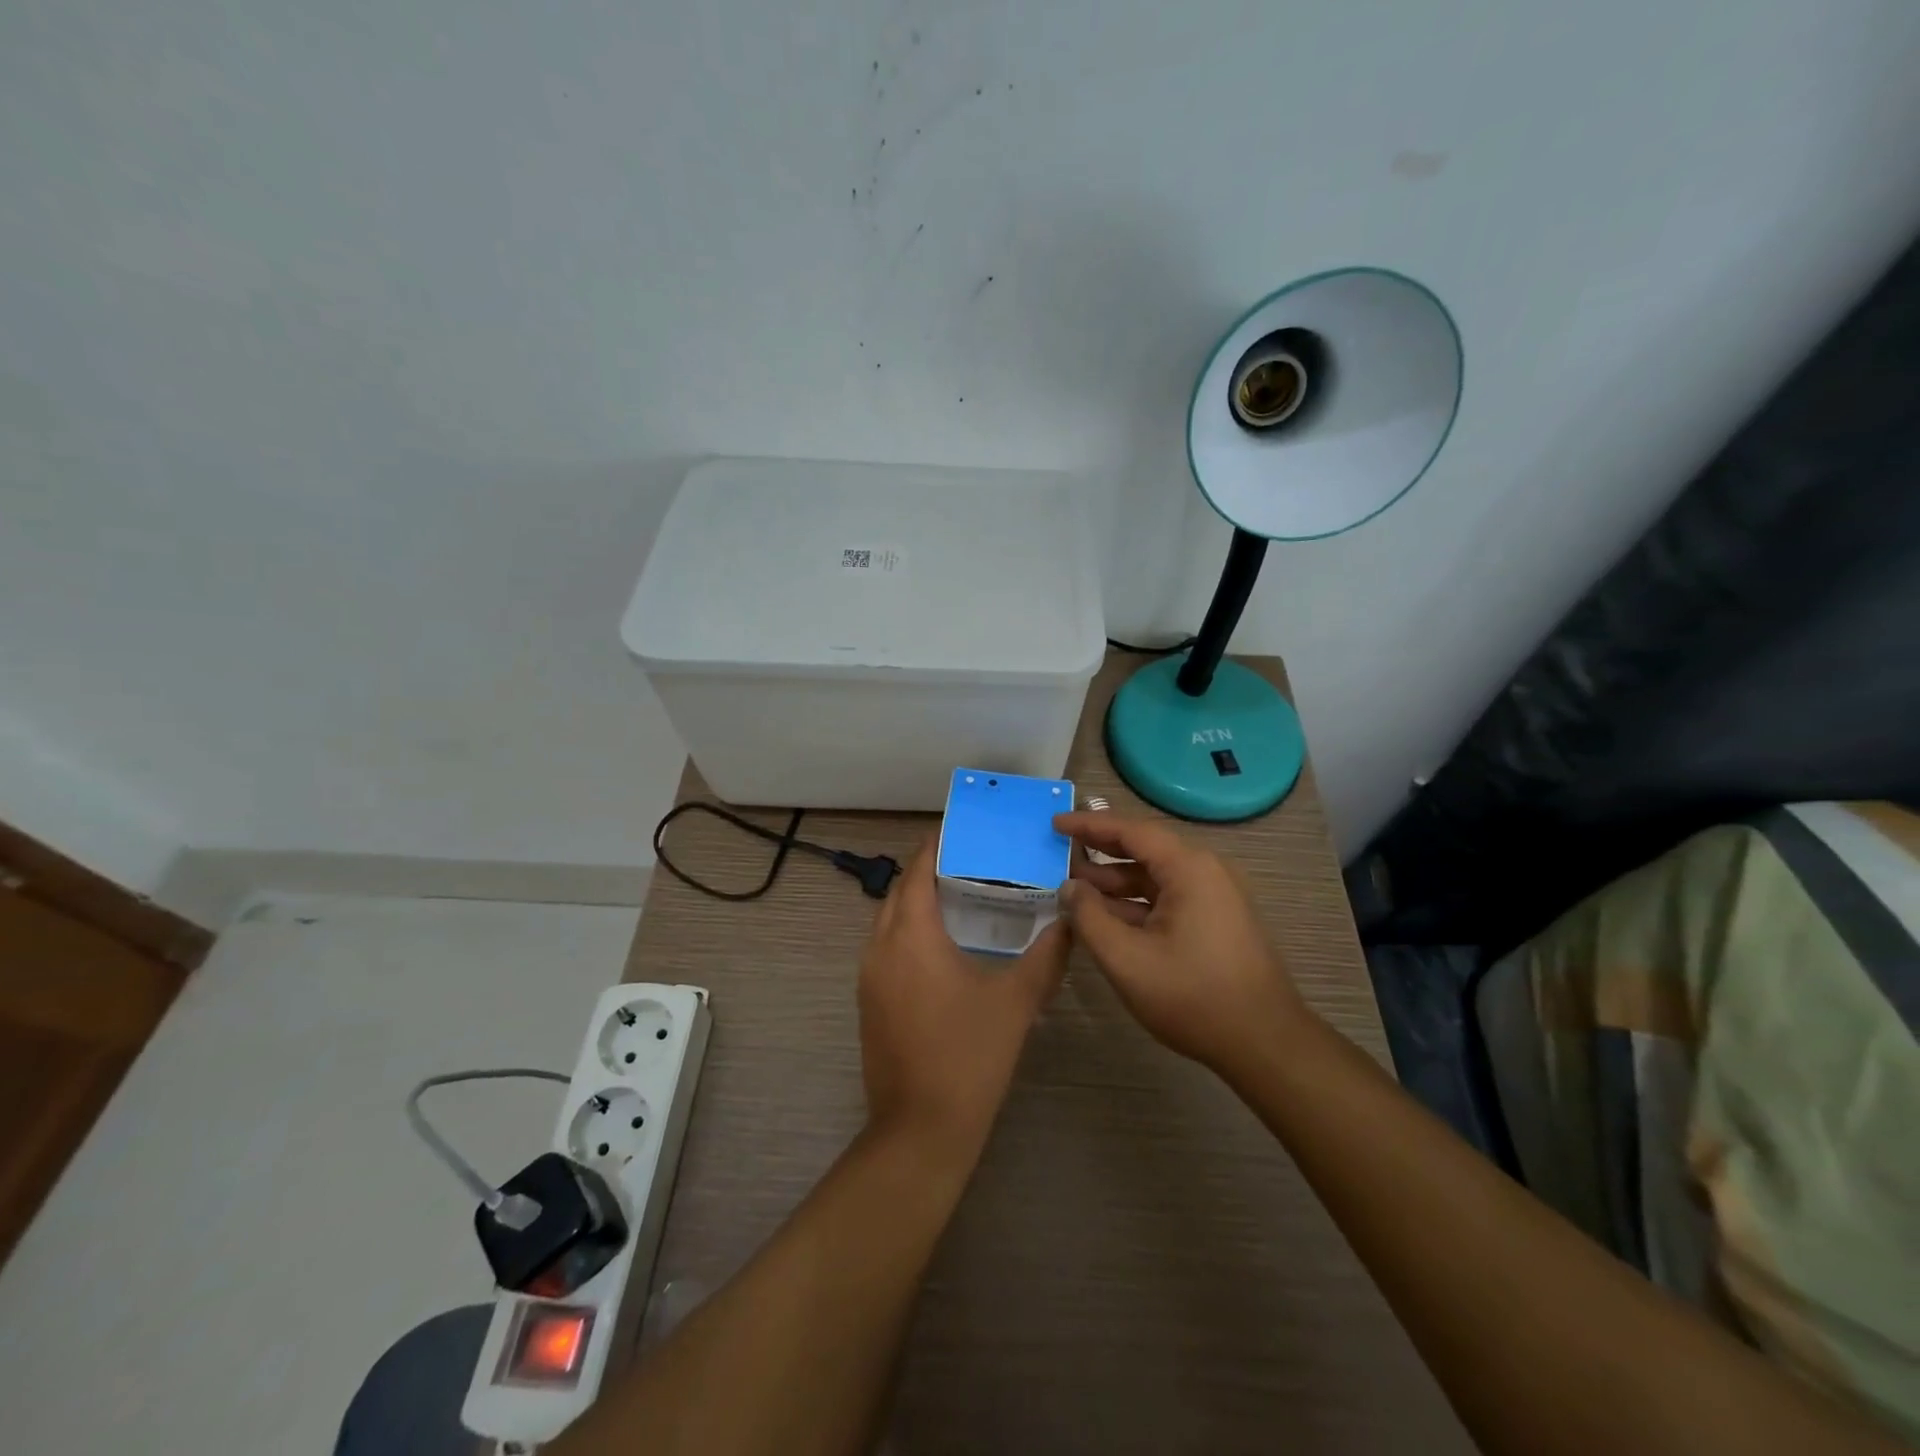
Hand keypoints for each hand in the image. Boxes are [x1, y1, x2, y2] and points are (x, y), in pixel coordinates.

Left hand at [857, 837, 1070, 1158]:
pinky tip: (944, 946)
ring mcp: (869, 976)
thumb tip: (1069, 921)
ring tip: (961, 896)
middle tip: (972, 862)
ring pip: (889, 920)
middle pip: (900, 892)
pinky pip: (886, 947)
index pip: (917, 871)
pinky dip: (909, 932)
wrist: (921, 1128)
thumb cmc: (970, 1055)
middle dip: (928, 871)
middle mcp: (881, 946)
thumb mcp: (1017, 1001)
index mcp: (911, 935)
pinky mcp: (869, 1001)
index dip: (936, 846)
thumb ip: (1047, 955)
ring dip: (917, 902)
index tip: (963, 831)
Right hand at [1053, 811, 1311, 1081]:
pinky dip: (1136, 902)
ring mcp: (1215, 897)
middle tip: (1059, 852)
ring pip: (1156, 877)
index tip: (1055, 822)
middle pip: (1144, 849)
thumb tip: (1069, 887)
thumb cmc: (1193, 997)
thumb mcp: (1127, 959)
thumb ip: (1089, 918)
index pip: (1130, 830)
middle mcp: (1206, 872)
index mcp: (1189, 868)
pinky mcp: (1217, 921)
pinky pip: (1169, 898)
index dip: (1089, 824)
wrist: (1265, 1044)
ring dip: (1115, 882)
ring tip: (1074, 889)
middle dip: (1100, 851)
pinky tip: (1107, 918)